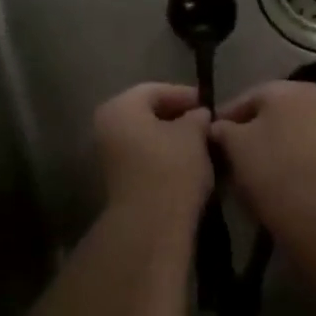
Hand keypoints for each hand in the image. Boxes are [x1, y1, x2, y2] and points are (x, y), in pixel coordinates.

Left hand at [93, 83, 212, 216]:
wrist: (151, 225)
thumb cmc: (172, 168)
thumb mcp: (193, 134)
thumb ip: (196, 117)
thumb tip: (198, 114)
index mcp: (120, 107)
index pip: (155, 90)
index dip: (184, 94)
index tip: (208, 104)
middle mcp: (107, 126)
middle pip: (147, 113)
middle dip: (177, 116)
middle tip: (205, 122)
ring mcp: (108, 155)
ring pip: (145, 136)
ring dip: (172, 137)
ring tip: (201, 143)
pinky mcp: (117, 179)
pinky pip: (143, 156)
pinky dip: (163, 155)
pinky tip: (188, 162)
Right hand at [210, 81, 315, 237]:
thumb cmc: (271, 170)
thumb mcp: (234, 146)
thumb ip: (222, 129)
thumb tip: (218, 127)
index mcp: (292, 89)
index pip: (249, 97)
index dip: (226, 117)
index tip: (210, 136)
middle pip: (276, 111)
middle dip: (254, 129)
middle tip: (232, 152)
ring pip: (297, 130)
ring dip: (277, 142)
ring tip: (255, 167)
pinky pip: (313, 149)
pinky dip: (297, 156)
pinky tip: (282, 177)